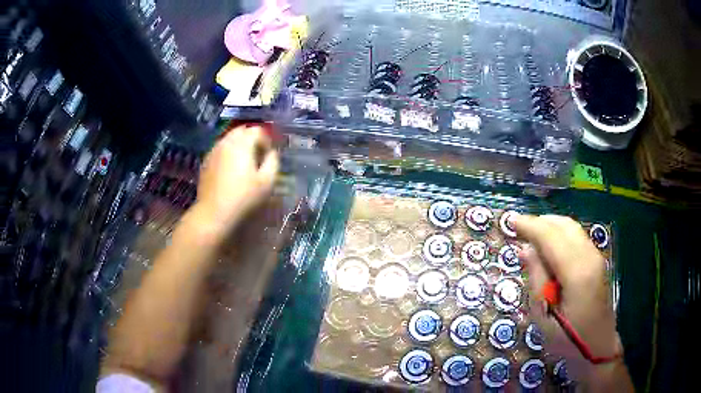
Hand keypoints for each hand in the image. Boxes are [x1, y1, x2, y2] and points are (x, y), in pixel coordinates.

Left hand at [192, 125, 278, 237]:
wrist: (214, 214)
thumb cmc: (244, 198)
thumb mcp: (267, 182)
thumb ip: (273, 162)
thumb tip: (271, 153)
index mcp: (242, 144)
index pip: (257, 130)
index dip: (266, 141)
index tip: (268, 156)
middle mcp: (226, 142)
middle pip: (241, 131)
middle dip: (252, 140)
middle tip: (258, 157)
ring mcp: (213, 151)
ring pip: (229, 139)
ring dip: (239, 146)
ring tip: (244, 164)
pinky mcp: (206, 162)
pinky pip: (220, 150)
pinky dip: (228, 154)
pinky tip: (230, 171)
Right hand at [513, 215, 620, 362]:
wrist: (598, 345)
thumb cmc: (568, 338)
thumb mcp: (544, 316)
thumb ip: (537, 279)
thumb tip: (526, 250)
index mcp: (577, 272)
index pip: (551, 237)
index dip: (530, 226)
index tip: (510, 221)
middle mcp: (590, 256)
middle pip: (563, 226)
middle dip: (539, 222)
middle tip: (519, 228)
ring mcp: (596, 256)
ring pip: (572, 228)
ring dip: (550, 226)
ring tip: (531, 234)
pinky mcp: (597, 260)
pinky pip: (577, 236)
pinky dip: (560, 233)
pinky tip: (549, 244)